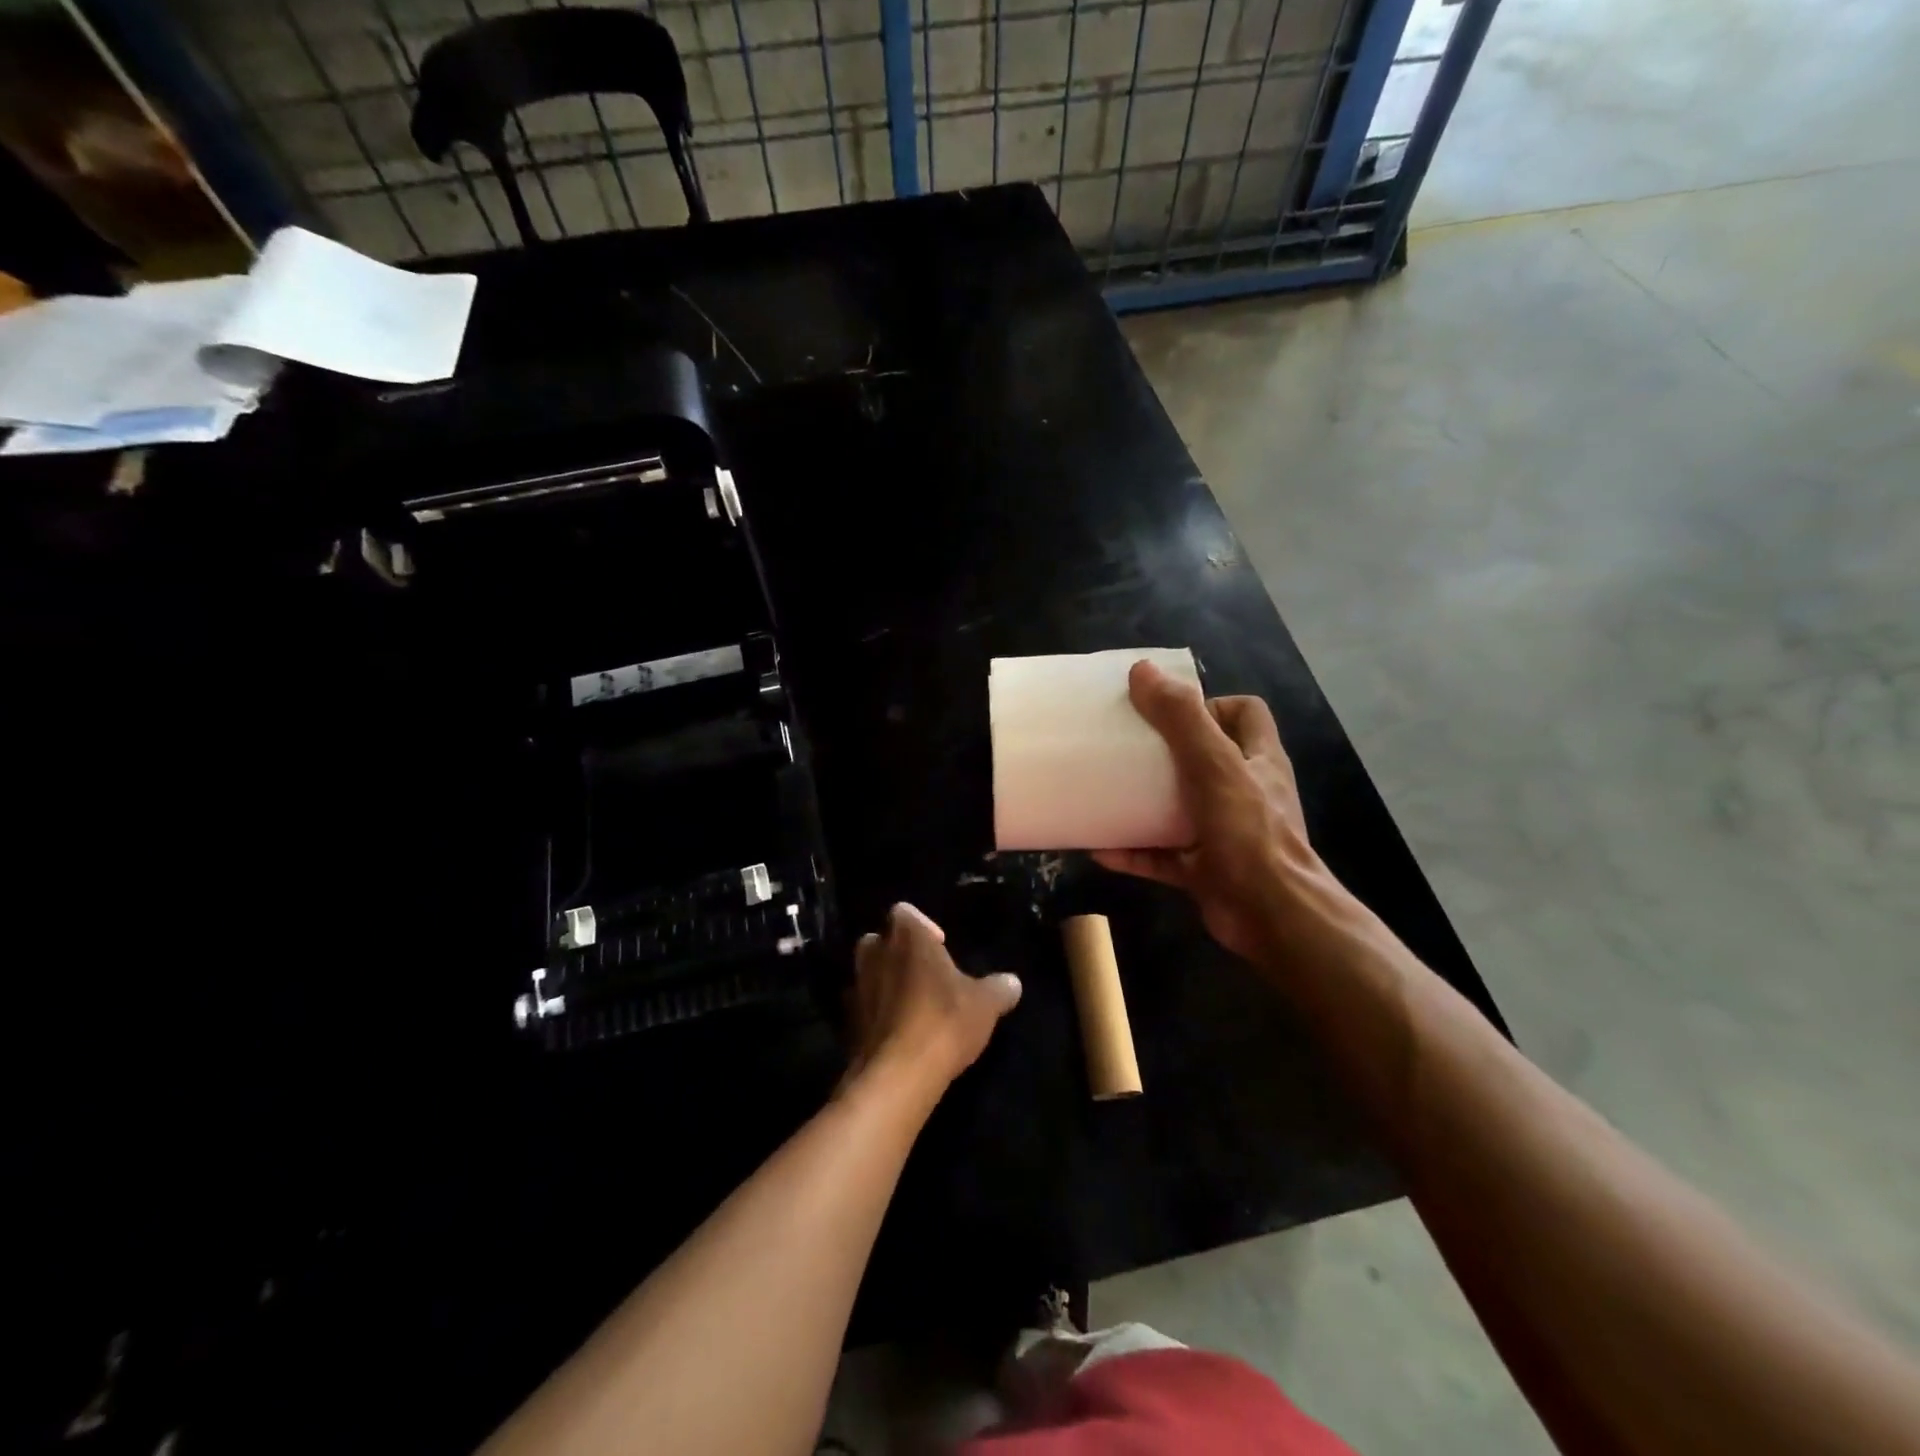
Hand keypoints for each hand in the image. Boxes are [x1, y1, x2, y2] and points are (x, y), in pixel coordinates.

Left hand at [843, 903, 1021, 1096]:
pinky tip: (898, 1034)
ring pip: (867, 974)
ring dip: (884, 983)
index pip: (905, 912)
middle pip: (879, 940)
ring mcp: (856, 988)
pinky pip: (862, 1008)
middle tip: (924, 975)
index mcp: (906, 936)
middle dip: (897, 952)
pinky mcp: (847, 1023)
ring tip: (912, 1005)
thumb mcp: (985, 1004)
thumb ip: (999, 988)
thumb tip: (1012, 982)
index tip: (941, 947)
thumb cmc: (944, 1021)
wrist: (898, 1074)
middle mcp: (874, 953)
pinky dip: (876, 1015)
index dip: (922, 926)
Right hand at [1093, 660, 1331, 962]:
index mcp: (1258, 760)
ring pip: (1179, 808)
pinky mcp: (1204, 870)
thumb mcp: (1214, 765)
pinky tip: (1099, 848)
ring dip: (1143, 804)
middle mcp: (1244, 792)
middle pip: (1205, 758)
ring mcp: (1224, 833)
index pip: (1245, 713)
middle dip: (1164, 752)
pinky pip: (1161, 856)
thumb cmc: (1249, 832)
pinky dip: (1133, 851)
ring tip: (1105, 793)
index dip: (1211, 704)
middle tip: (1125, 749)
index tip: (1169, 713)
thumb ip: (1181, 719)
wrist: (1272, 915)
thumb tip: (1143, 671)